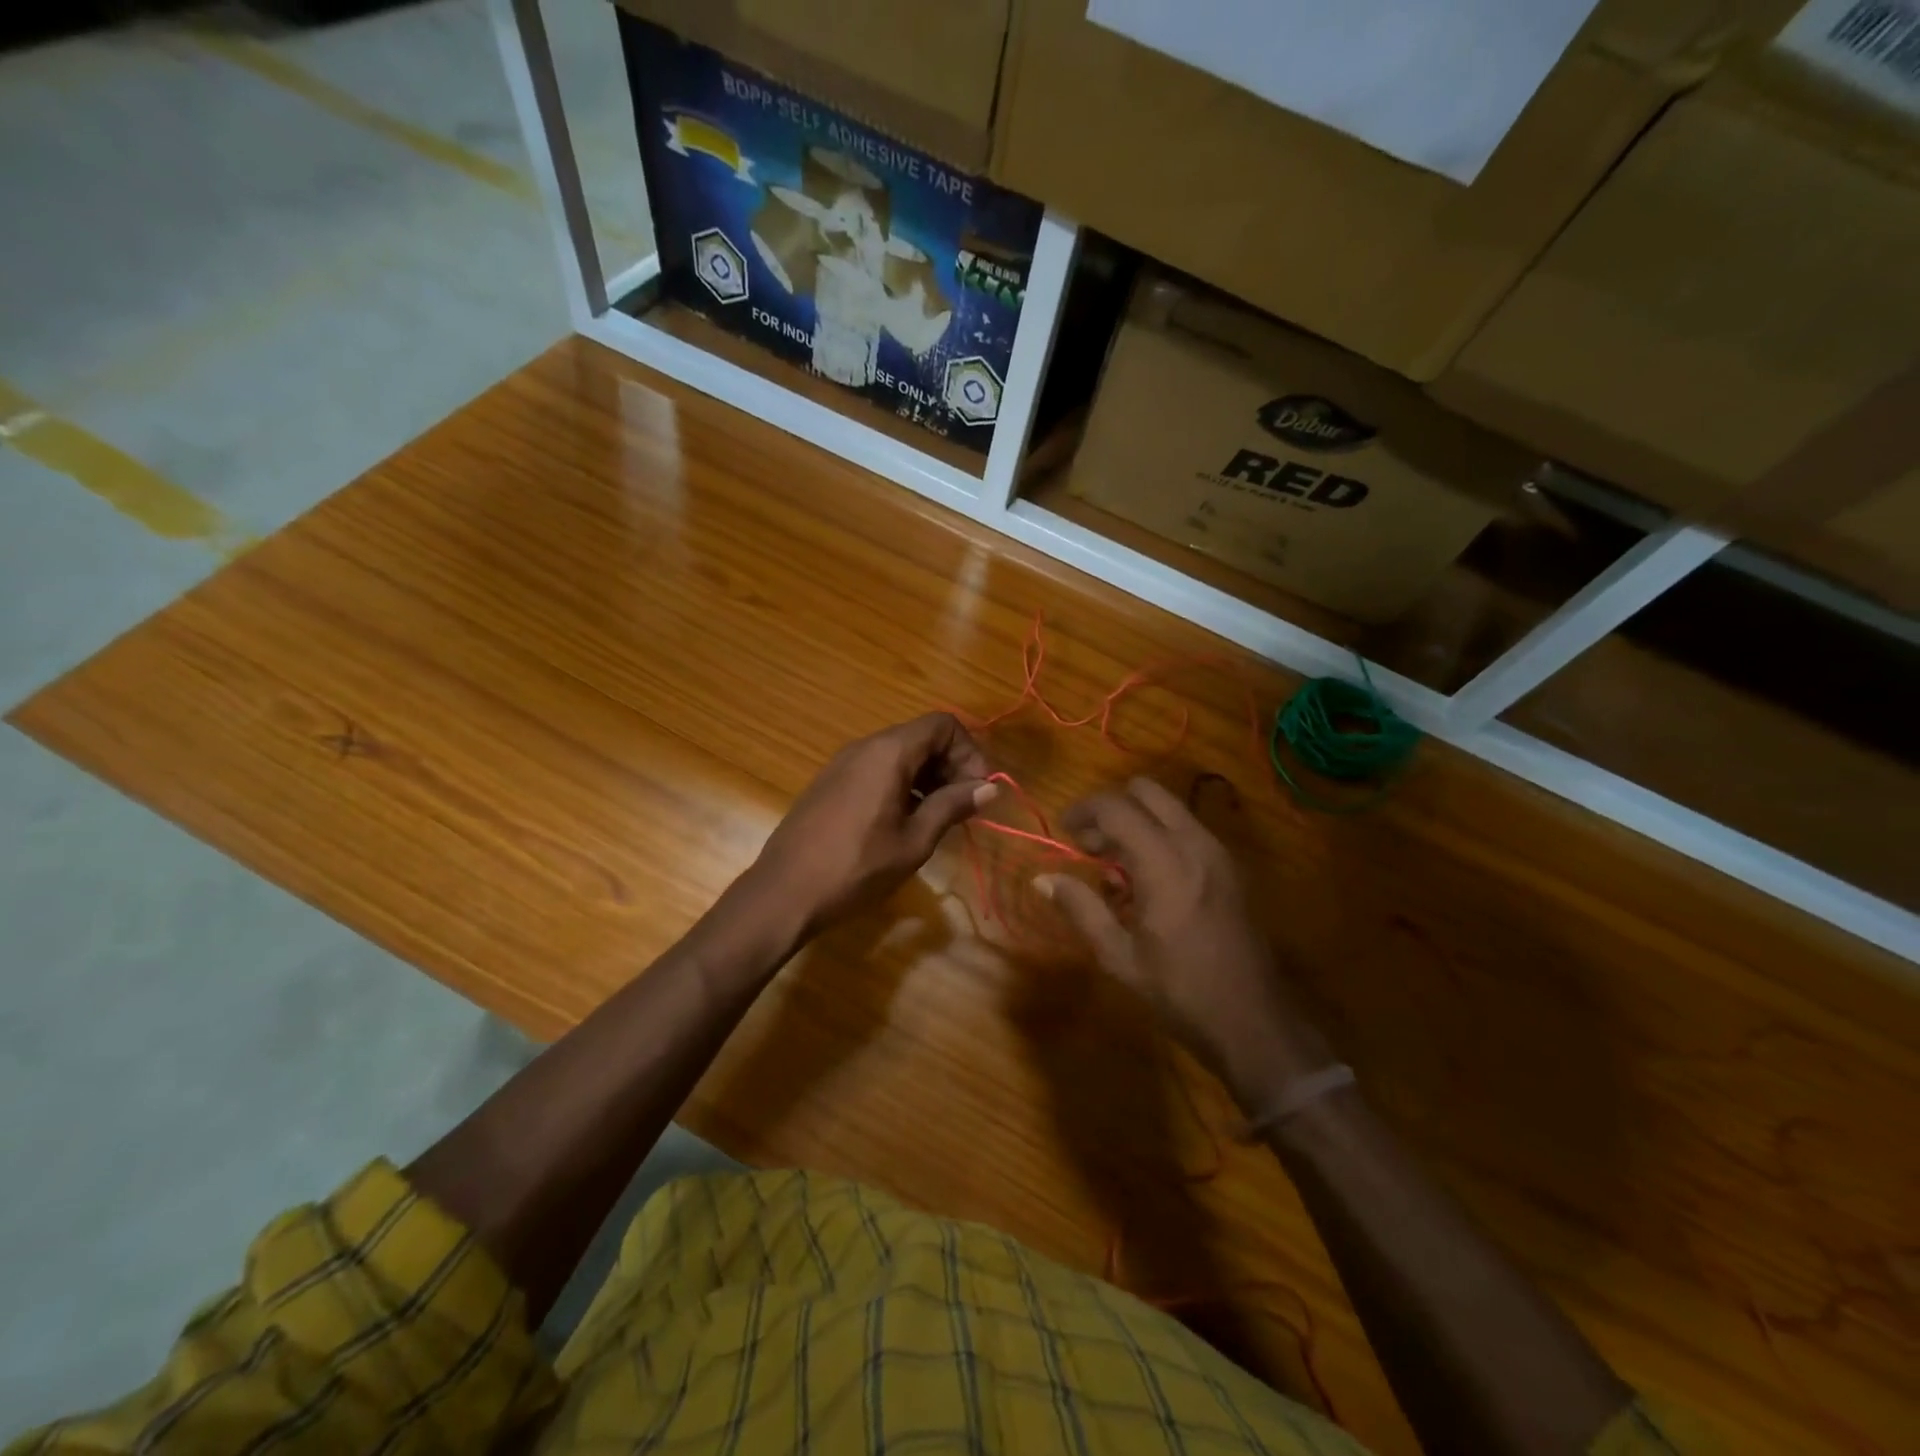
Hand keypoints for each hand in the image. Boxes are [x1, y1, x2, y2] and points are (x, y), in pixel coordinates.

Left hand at [749, 713, 995, 938]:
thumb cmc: (856, 868)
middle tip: (964, 806)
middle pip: (921, 736)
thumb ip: (951, 806)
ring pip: (899, 753)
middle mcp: (865, 747)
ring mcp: (843, 763)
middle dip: (951, 764)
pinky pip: (877, 768)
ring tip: (939, 816)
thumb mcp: (914, 841)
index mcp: (888, 753)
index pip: (942, 725)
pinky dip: (902, 783)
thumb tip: (989, 787)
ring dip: (928, 776)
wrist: (783, 893)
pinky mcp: (830, 782)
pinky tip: (905, 820)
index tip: (978, 789)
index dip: (969, 752)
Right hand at [1039, 776, 1335, 1114]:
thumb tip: (1042, 879)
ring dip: (1136, 822)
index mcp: (1165, 862)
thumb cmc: (1180, 991)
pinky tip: (1148, 883)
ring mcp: (1218, 853)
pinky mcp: (1230, 867)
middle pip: (1146, 791)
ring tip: (1115, 870)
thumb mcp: (1119, 956)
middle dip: (1112, 809)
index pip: (1116, 807)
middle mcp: (1195, 844)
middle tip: (1091, 847)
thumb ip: (1080, 908)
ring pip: (1169, 808)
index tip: (1063, 832)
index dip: (1083, 810)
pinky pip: (1186, 830)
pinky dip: (1159, 837)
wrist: (1253, 1020)